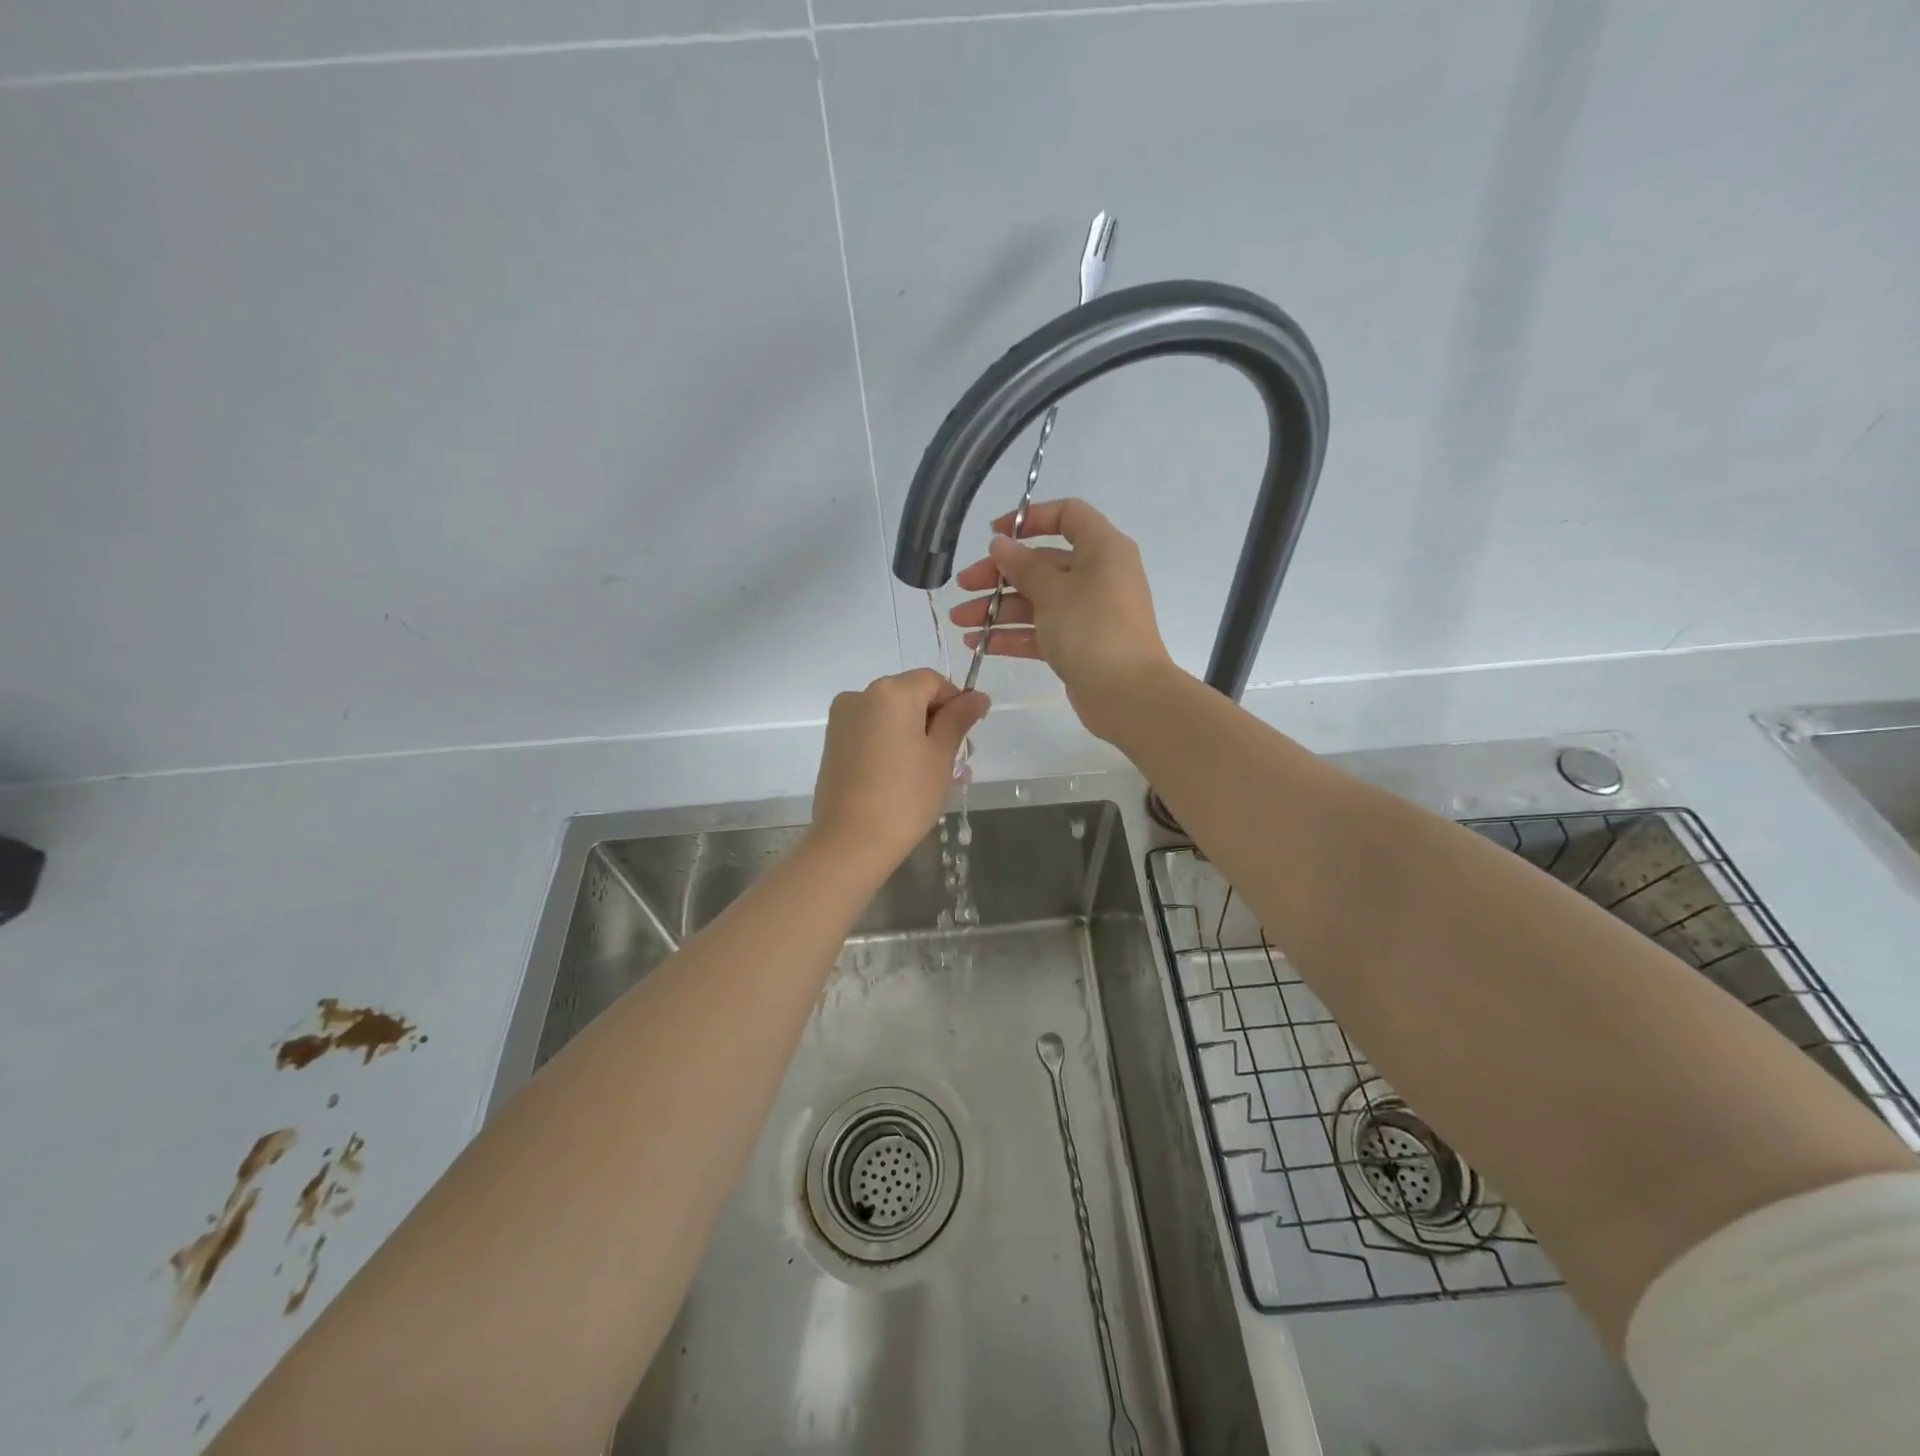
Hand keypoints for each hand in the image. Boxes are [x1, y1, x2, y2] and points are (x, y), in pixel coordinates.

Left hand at [809, 670, 990, 868]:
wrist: (851, 841)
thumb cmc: (906, 795)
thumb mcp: (941, 755)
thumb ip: (959, 719)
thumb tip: (978, 696)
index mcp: (891, 692)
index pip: (933, 681)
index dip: (956, 702)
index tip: (969, 735)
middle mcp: (861, 696)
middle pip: (910, 697)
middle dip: (937, 722)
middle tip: (958, 761)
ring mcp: (842, 720)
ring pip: (891, 718)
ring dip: (916, 737)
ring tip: (936, 775)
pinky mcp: (833, 745)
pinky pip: (872, 734)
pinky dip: (893, 746)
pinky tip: (907, 778)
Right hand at [949, 499, 1174, 740]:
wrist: (1127, 694)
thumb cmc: (1092, 629)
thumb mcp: (1053, 591)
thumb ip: (1022, 566)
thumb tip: (1000, 543)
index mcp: (1102, 549)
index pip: (1068, 515)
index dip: (1030, 518)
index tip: (995, 534)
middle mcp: (1097, 575)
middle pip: (1042, 563)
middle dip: (999, 575)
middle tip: (963, 586)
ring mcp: (1087, 612)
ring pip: (1036, 601)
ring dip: (997, 608)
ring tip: (959, 621)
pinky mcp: (1078, 645)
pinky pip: (1040, 631)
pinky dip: (1012, 635)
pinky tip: (979, 643)